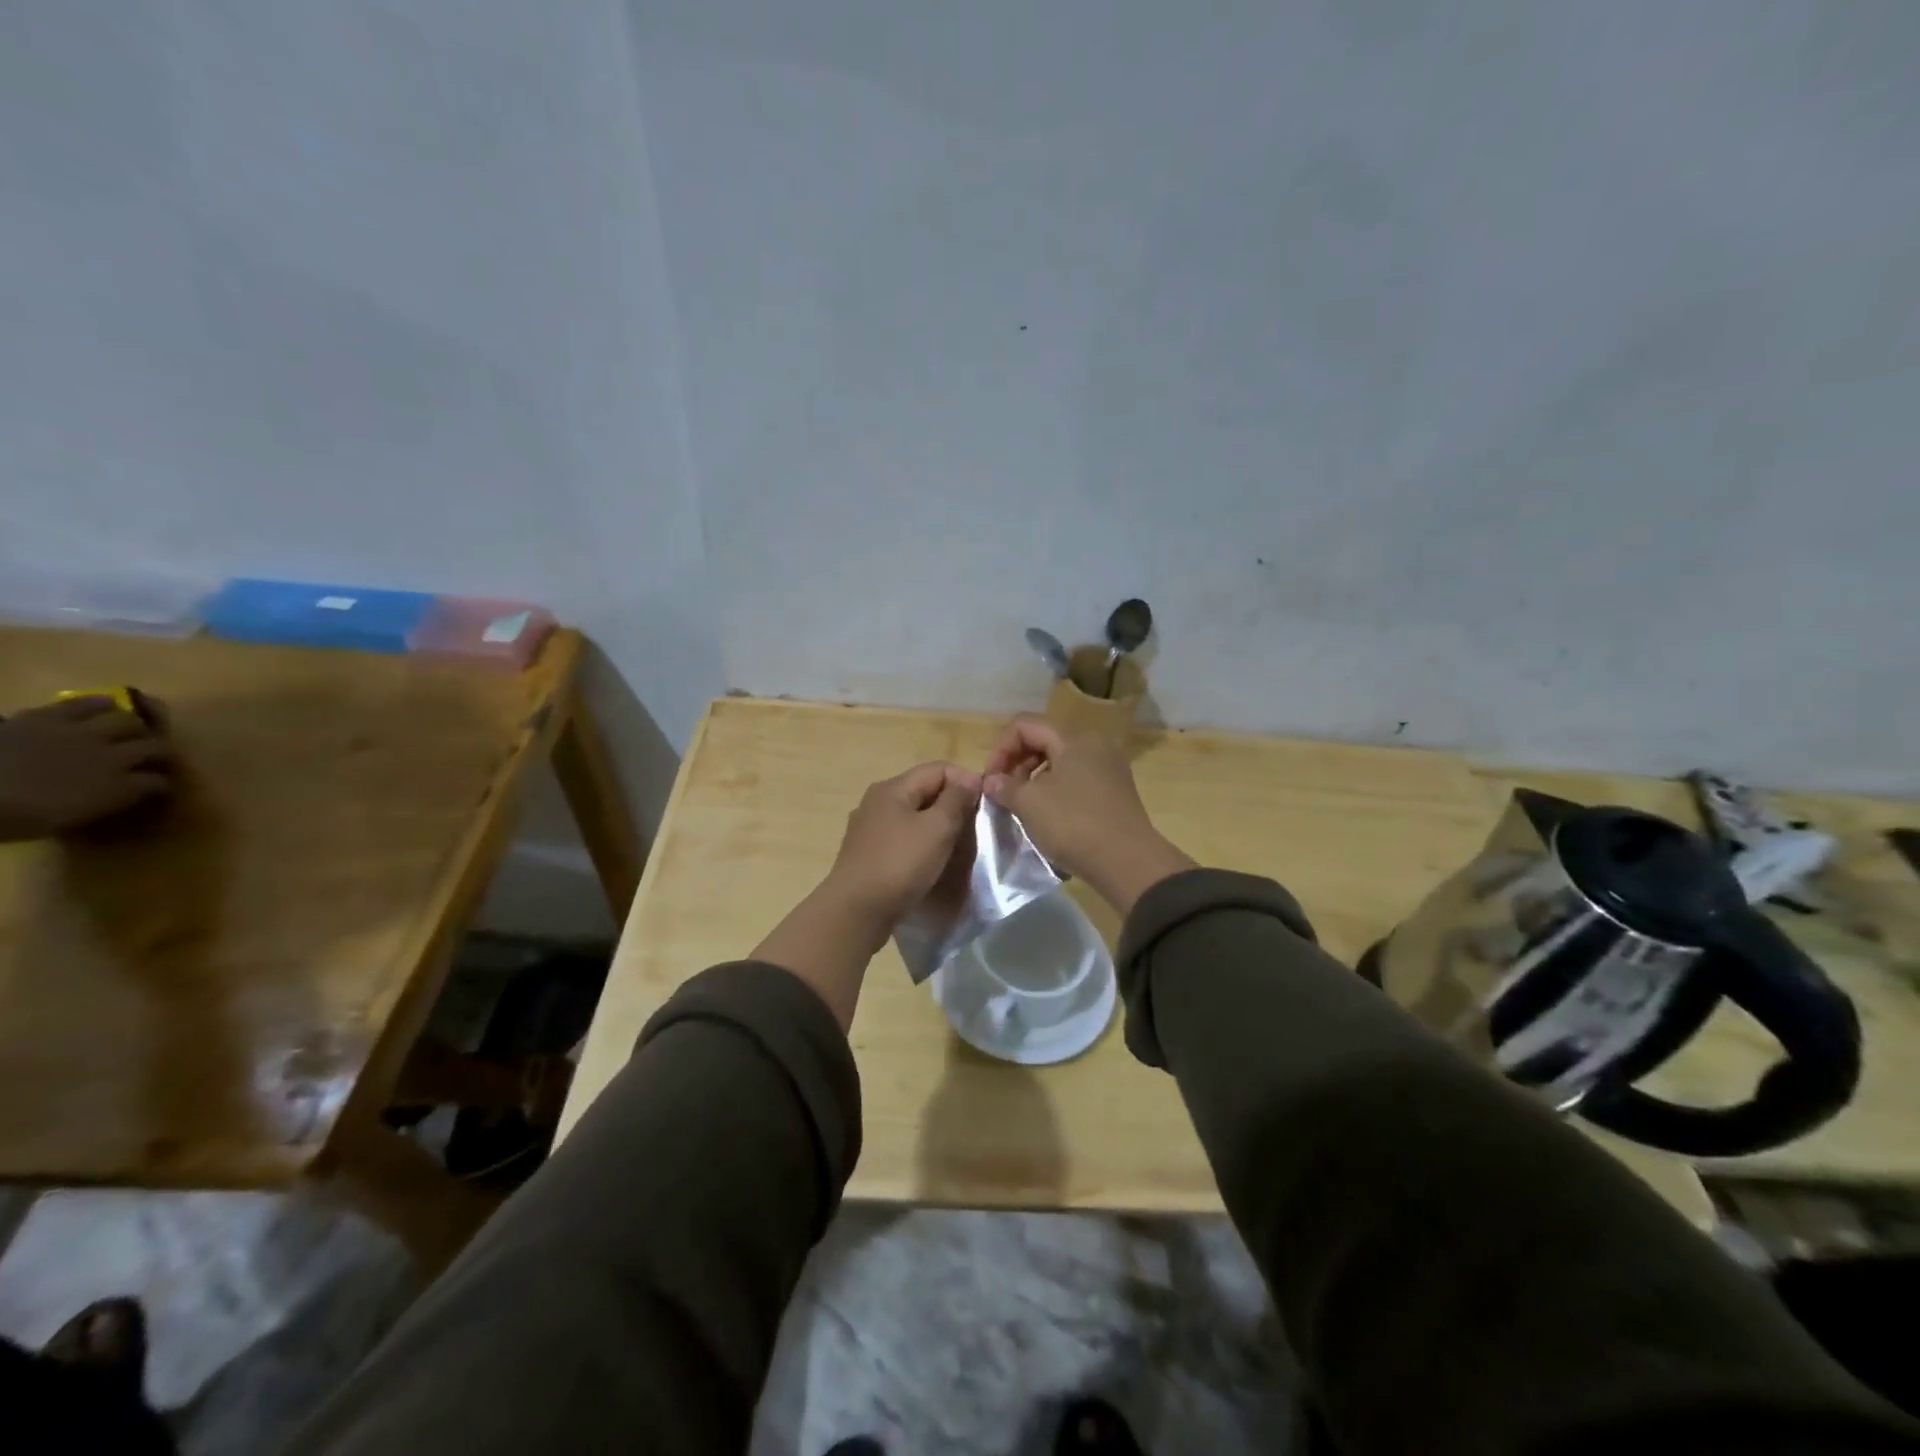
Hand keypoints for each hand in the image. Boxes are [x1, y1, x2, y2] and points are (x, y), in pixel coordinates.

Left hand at [0, 696, 174, 841]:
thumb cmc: (15, 817)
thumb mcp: (65, 821)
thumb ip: (99, 802)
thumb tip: (118, 793)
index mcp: (118, 788)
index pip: (157, 783)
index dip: (159, 784)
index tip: (156, 788)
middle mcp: (113, 757)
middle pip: (154, 747)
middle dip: (158, 752)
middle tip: (154, 756)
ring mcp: (82, 734)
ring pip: (129, 721)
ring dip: (135, 727)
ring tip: (132, 728)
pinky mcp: (51, 717)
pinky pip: (85, 703)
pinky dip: (100, 704)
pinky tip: (106, 705)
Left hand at [824, 761, 981, 926]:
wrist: (856, 911)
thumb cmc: (900, 864)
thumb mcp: (937, 828)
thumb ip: (956, 800)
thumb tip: (969, 779)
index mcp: (892, 788)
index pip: (938, 768)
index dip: (965, 780)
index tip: (985, 805)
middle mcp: (876, 801)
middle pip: (924, 791)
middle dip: (952, 805)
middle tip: (974, 829)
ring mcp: (868, 828)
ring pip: (913, 816)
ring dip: (937, 826)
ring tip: (956, 847)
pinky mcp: (867, 853)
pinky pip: (901, 838)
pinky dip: (920, 844)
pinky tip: (929, 863)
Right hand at [983, 715, 1193, 914]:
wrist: (1128, 863)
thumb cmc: (1074, 824)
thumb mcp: (1030, 804)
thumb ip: (1005, 786)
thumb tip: (991, 780)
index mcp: (1073, 739)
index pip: (1025, 725)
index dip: (1001, 748)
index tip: (991, 779)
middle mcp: (1094, 745)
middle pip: (1044, 740)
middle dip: (1017, 762)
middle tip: (1003, 792)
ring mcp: (1109, 768)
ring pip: (1060, 761)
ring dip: (1034, 778)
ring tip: (1021, 805)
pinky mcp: (1115, 792)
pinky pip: (1077, 779)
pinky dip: (1055, 790)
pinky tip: (1047, 815)